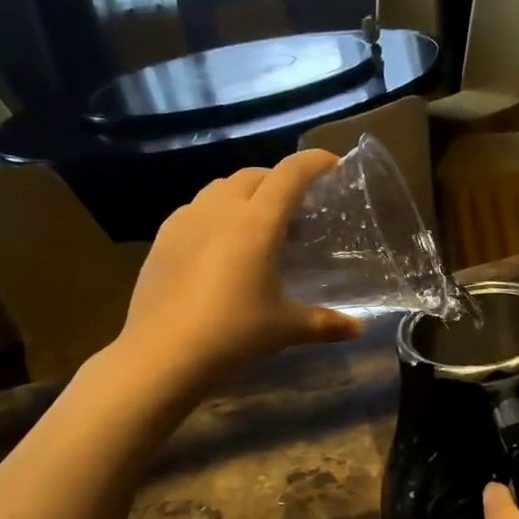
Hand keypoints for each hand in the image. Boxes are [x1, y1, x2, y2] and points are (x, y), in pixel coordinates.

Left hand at [111, 151, 360, 393]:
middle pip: (254, 175)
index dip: (315, 162)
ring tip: (258, 223)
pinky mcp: (162, 239)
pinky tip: (218, 244)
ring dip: (245, 194)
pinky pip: (195, 210)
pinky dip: (215, 213)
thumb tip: (358, 329)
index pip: (290, 174)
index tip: (333, 164)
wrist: (161, 356)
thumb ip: (325, 323)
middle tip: (298, 206)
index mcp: (257, 222)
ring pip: (220, 188)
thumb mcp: (285, 329)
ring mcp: (185, 221)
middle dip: (280, 180)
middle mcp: (220, 210)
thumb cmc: (232, 334)